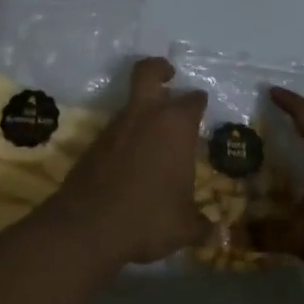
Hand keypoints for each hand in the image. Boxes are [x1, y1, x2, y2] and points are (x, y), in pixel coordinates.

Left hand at [52, 57, 208, 266]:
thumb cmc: (148, 217)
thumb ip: (201, 226)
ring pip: (132, 103)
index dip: (198, 102)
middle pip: (148, 72)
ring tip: (155, 135)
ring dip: (143, 110)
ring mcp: (116, 127)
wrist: (88, 226)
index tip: (202, 106)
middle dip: (159, 69)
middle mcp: (146, 116)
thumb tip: (215, 234)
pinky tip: (133, 161)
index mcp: (175, 126)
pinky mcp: (94, 143)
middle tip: (169, 75)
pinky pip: (116, 130)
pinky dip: (126, 136)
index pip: (193, 100)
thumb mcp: (184, 227)